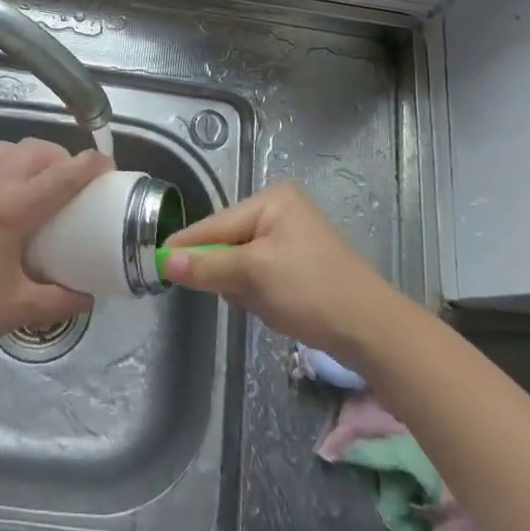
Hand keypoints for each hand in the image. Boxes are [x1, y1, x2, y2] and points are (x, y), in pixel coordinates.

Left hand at [0, 139, 104, 364]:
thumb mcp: (19, 310)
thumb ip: (61, 299)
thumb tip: (90, 295)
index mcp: (13, 208)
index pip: (64, 174)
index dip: (91, 165)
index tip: (108, 166)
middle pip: (36, 151)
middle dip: (61, 158)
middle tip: (71, 181)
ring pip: (6, 147)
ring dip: (29, 156)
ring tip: (35, 179)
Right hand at [160, 182, 398, 355]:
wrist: (372, 330)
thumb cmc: (311, 290)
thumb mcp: (254, 275)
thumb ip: (208, 265)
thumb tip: (165, 260)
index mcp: (271, 200)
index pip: (215, 223)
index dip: (187, 245)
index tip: (157, 262)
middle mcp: (280, 211)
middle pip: (228, 242)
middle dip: (227, 272)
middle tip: (238, 294)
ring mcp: (291, 237)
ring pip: (242, 263)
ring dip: (245, 287)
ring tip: (266, 303)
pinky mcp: (299, 264)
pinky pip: (261, 275)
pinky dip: (260, 293)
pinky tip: (277, 308)